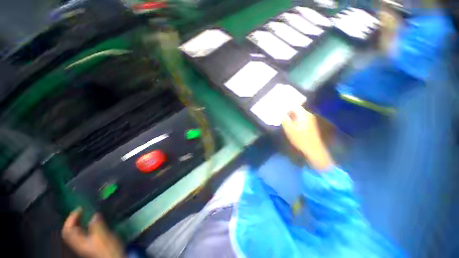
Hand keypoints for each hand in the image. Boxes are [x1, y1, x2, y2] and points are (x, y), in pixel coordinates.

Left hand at [62, 208, 124, 257]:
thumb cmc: (107, 249)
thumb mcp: (103, 237)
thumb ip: (97, 226)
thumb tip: (94, 215)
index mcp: (79, 242)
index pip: (68, 230)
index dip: (71, 219)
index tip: (80, 208)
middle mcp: (79, 243)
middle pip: (70, 231)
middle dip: (74, 220)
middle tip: (83, 209)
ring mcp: (85, 245)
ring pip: (76, 232)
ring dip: (79, 222)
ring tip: (88, 214)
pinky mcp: (91, 244)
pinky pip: (83, 233)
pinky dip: (85, 226)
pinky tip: (93, 222)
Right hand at [282, 106, 333, 170]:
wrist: (313, 149)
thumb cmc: (300, 139)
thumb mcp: (289, 129)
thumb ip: (285, 120)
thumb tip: (281, 113)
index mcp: (303, 115)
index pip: (294, 105)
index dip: (286, 106)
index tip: (280, 108)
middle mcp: (308, 115)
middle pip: (297, 109)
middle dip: (288, 111)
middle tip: (280, 114)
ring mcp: (310, 120)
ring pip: (298, 114)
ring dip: (291, 116)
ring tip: (283, 119)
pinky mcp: (310, 125)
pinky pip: (301, 119)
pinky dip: (294, 120)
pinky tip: (290, 124)